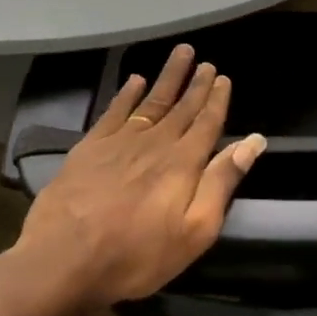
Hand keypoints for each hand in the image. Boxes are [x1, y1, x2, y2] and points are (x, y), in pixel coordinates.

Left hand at [15, 44, 265, 309]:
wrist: (63, 260)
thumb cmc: (137, 255)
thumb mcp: (195, 230)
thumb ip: (223, 182)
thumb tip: (253, 141)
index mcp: (184, 163)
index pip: (207, 123)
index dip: (217, 100)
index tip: (223, 78)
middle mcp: (155, 144)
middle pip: (181, 107)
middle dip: (196, 84)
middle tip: (206, 62)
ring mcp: (119, 142)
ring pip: (150, 102)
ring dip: (167, 78)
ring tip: (180, 54)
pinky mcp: (89, 148)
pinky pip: (114, 112)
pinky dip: (126, 94)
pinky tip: (134, 80)